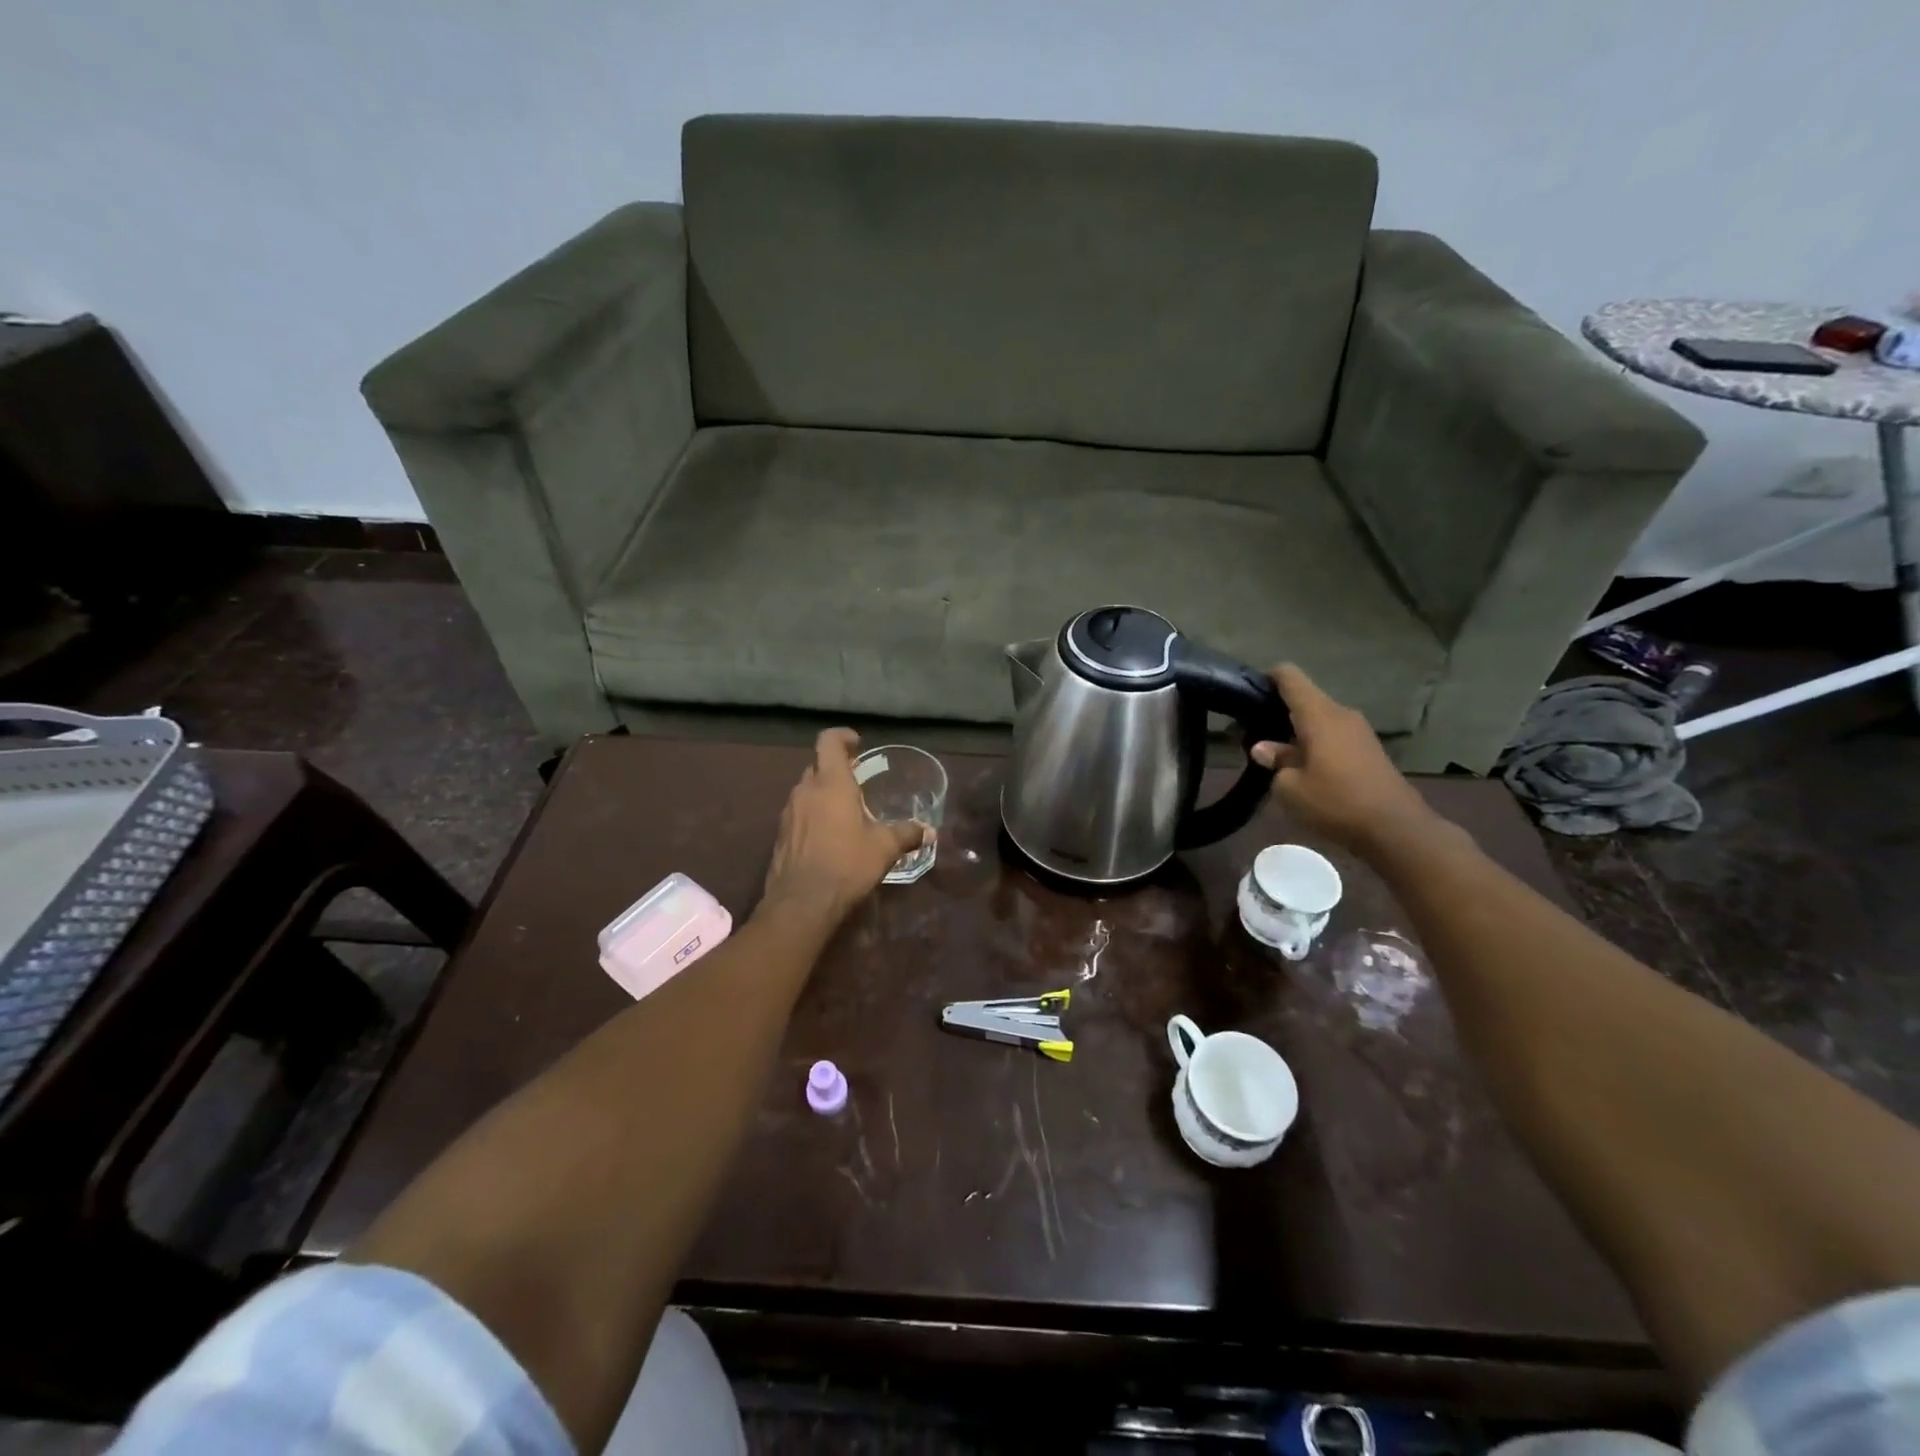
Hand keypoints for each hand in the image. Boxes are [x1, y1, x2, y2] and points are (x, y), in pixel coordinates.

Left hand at [762, 729, 930, 920]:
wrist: (801, 903)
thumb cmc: (846, 864)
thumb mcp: (884, 848)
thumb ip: (906, 834)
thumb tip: (929, 831)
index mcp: (831, 783)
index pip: (829, 741)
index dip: (842, 736)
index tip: (858, 744)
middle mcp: (805, 791)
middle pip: (818, 766)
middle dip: (836, 769)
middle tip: (858, 780)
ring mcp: (789, 813)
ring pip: (807, 790)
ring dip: (824, 793)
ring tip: (846, 810)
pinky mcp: (781, 835)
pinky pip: (799, 813)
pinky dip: (814, 815)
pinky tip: (829, 836)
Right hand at [1250, 664, 1440, 855]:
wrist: (1395, 829)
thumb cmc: (1335, 803)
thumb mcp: (1290, 787)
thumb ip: (1275, 761)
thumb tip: (1264, 748)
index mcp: (1319, 715)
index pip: (1290, 677)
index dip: (1267, 678)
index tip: (1248, 693)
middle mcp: (1341, 714)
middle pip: (1305, 698)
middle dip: (1279, 710)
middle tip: (1254, 732)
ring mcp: (1359, 731)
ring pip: (1319, 718)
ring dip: (1297, 729)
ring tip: (1276, 753)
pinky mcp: (1368, 749)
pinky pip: (1334, 734)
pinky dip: (1315, 742)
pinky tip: (1304, 766)